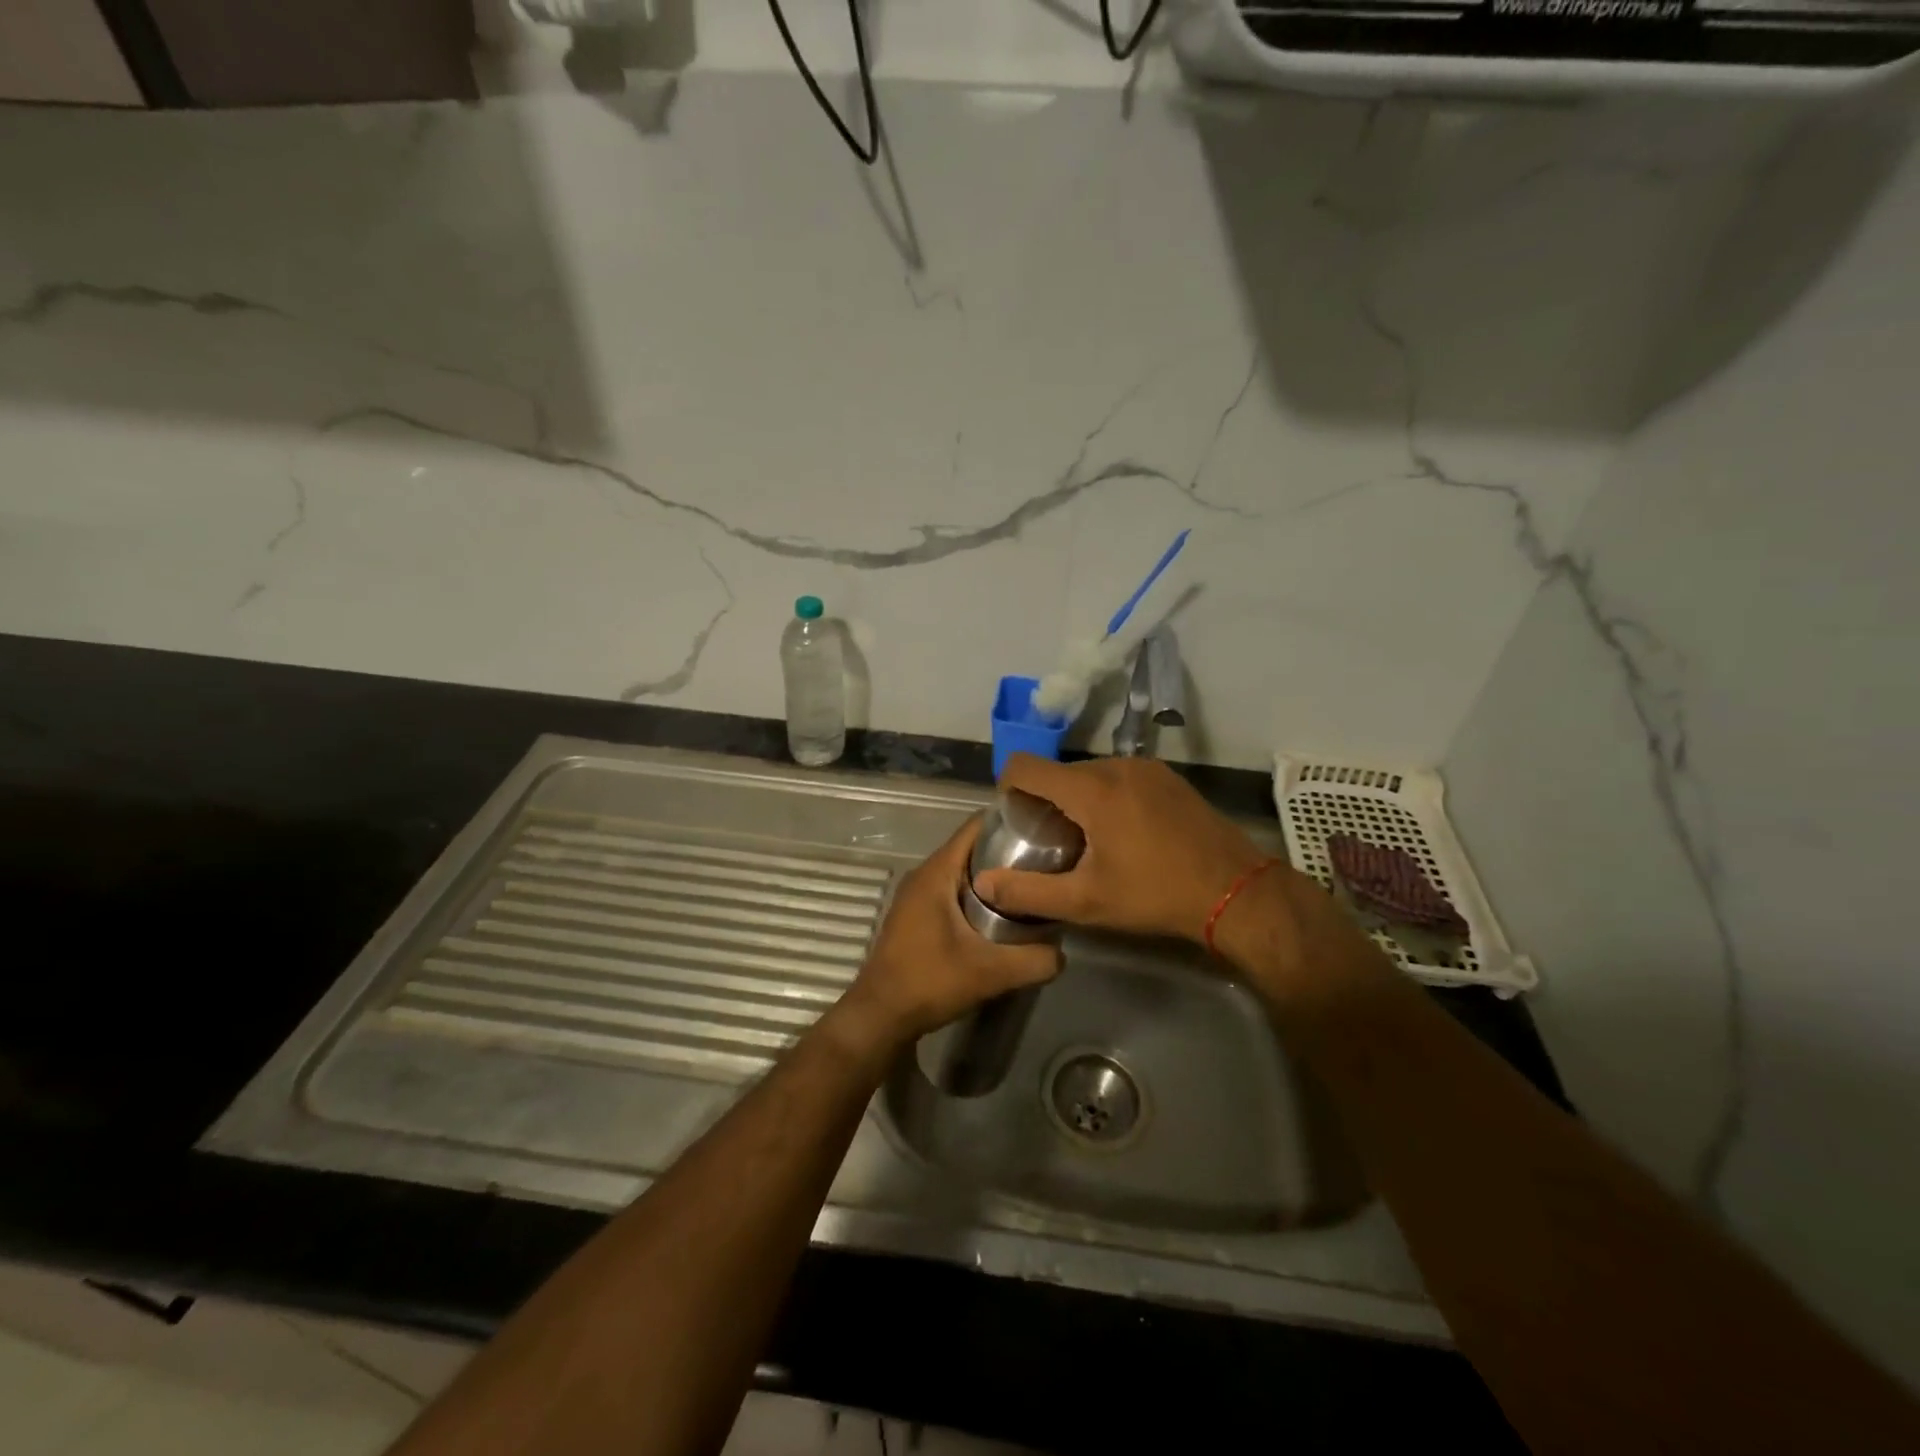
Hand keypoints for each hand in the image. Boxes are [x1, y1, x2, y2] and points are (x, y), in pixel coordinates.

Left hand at [839, 815, 1061, 1045]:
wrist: (880, 1016)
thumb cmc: (929, 982)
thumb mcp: (991, 972)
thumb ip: (1034, 960)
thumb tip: (1063, 952)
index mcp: (937, 871)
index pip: (976, 826)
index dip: (1010, 822)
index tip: (1045, 830)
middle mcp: (925, 874)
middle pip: (973, 848)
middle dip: (1009, 852)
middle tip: (1047, 863)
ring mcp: (917, 895)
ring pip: (963, 871)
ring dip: (994, 876)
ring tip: (1032, 887)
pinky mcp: (917, 915)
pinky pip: (953, 890)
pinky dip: (978, 894)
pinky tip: (1002, 914)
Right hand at [973, 754, 1272, 943]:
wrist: (1237, 892)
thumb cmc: (1156, 895)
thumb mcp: (1087, 902)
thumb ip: (1029, 891)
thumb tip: (983, 883)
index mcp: (1092, 790)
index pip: (1026, 766)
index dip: (1007, 787)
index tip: (1012, 819)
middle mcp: (1117, 766)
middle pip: (1059, 772)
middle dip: (1046, 800)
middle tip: (1051, 842)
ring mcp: (1147, 769)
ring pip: (1091, 774)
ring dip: (1078, 799)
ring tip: (1087, 841)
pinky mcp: (1169, 778)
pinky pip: (1120, 777)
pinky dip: (1107, 797)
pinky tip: (1123, 834)